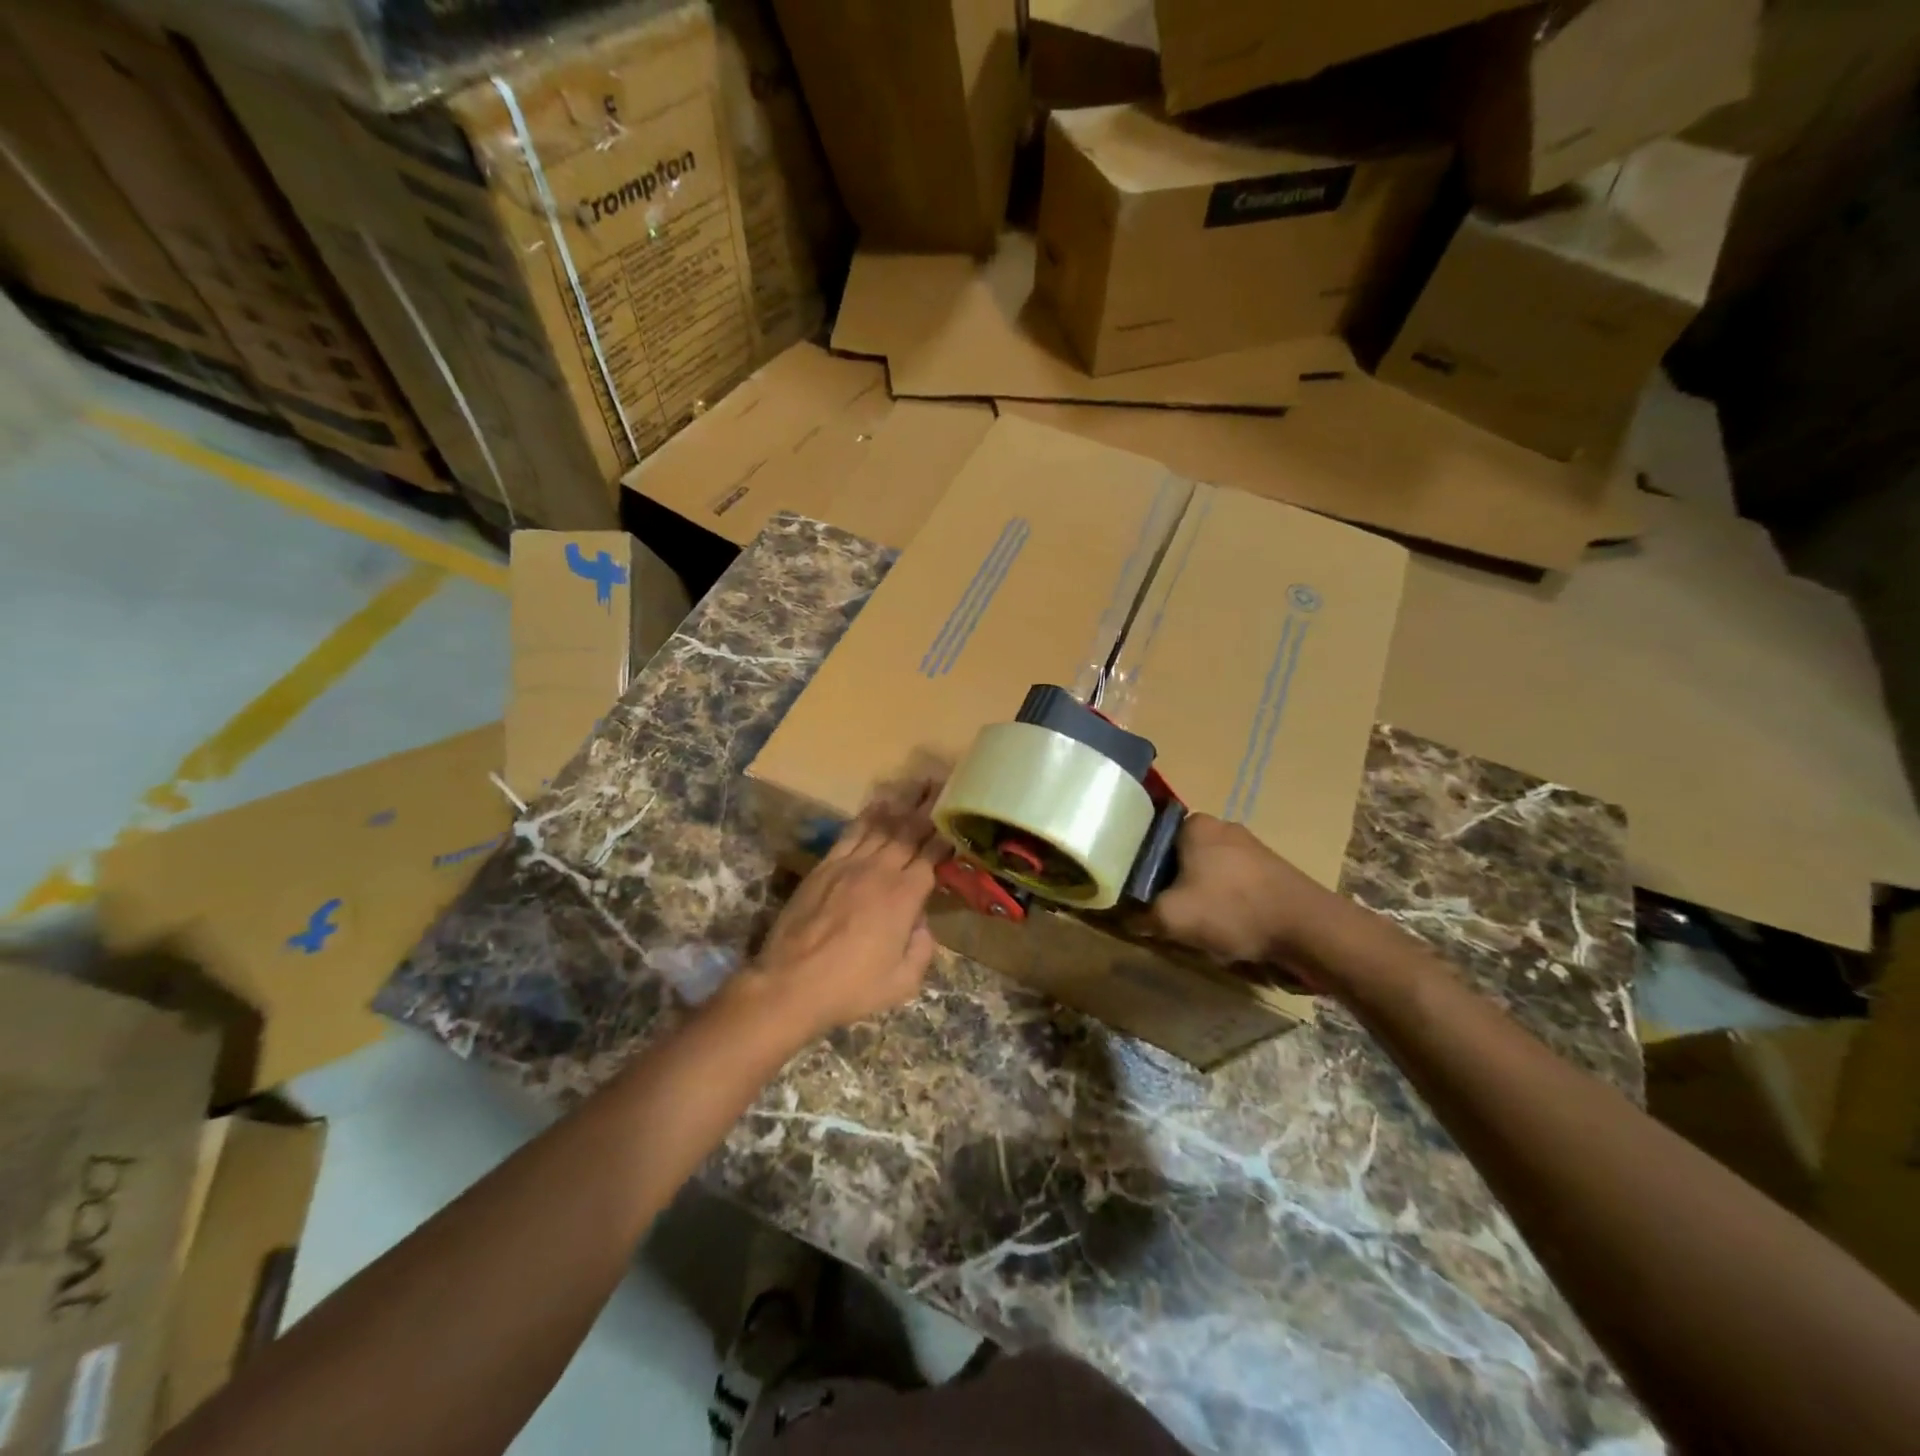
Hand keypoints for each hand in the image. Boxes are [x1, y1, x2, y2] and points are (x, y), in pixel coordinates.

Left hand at [751, 784, 948, 1039]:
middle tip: (944, 784)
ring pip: (882, 825)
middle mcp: (881, 871)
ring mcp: (850, 864)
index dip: (946, 835)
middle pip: (910, 831)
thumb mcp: (902, 982)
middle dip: (929, 806)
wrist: (791, 984)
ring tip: (918, 784)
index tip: (958, 816)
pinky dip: (868, 815)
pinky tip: (879, 803)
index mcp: (905, 897)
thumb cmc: (851, 988)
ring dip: (903, 803)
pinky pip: (852, 832)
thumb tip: (922, 923)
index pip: (932, 855)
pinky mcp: (825, 866)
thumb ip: (922, 949)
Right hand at [1149, 815, 1345, 975]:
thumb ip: (1139, 915)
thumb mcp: (1170, 917)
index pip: (1149, 839)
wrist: (1309, 930)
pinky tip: (1225, 930)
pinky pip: (1231, 886)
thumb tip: (1123, 917)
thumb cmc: (1232, 910)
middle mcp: (1221, 827)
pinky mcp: (1270, 871)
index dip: (1136, 869)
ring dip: (1196, 900)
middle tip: (1160, 915)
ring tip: (1194, 928)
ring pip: (1204, 874)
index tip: (1133, 895)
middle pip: (1177, 859)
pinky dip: (1223, 906)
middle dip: (1168, 887)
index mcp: (1194, 824)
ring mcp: (1249, 848)